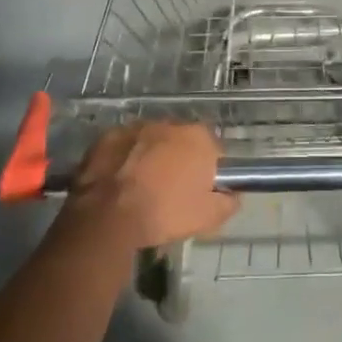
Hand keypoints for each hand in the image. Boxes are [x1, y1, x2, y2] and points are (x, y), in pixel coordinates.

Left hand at [63, 122, 238, 250]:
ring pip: (151, 141)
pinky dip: (124, 159)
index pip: (213, 149)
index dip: (208, 170)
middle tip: (170, 190)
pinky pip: (123, 147)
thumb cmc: (164, 213)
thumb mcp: (207, 218)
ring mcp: (136, 127)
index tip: (200, 190)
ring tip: (141, 187)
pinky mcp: (107, 136)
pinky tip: (118, 183)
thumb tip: (233, 195)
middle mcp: (169, 124)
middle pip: (181, 141)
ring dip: (150, 157)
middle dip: (178, 160)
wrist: (108, 216)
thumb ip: (228, 203)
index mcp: (198, 138)